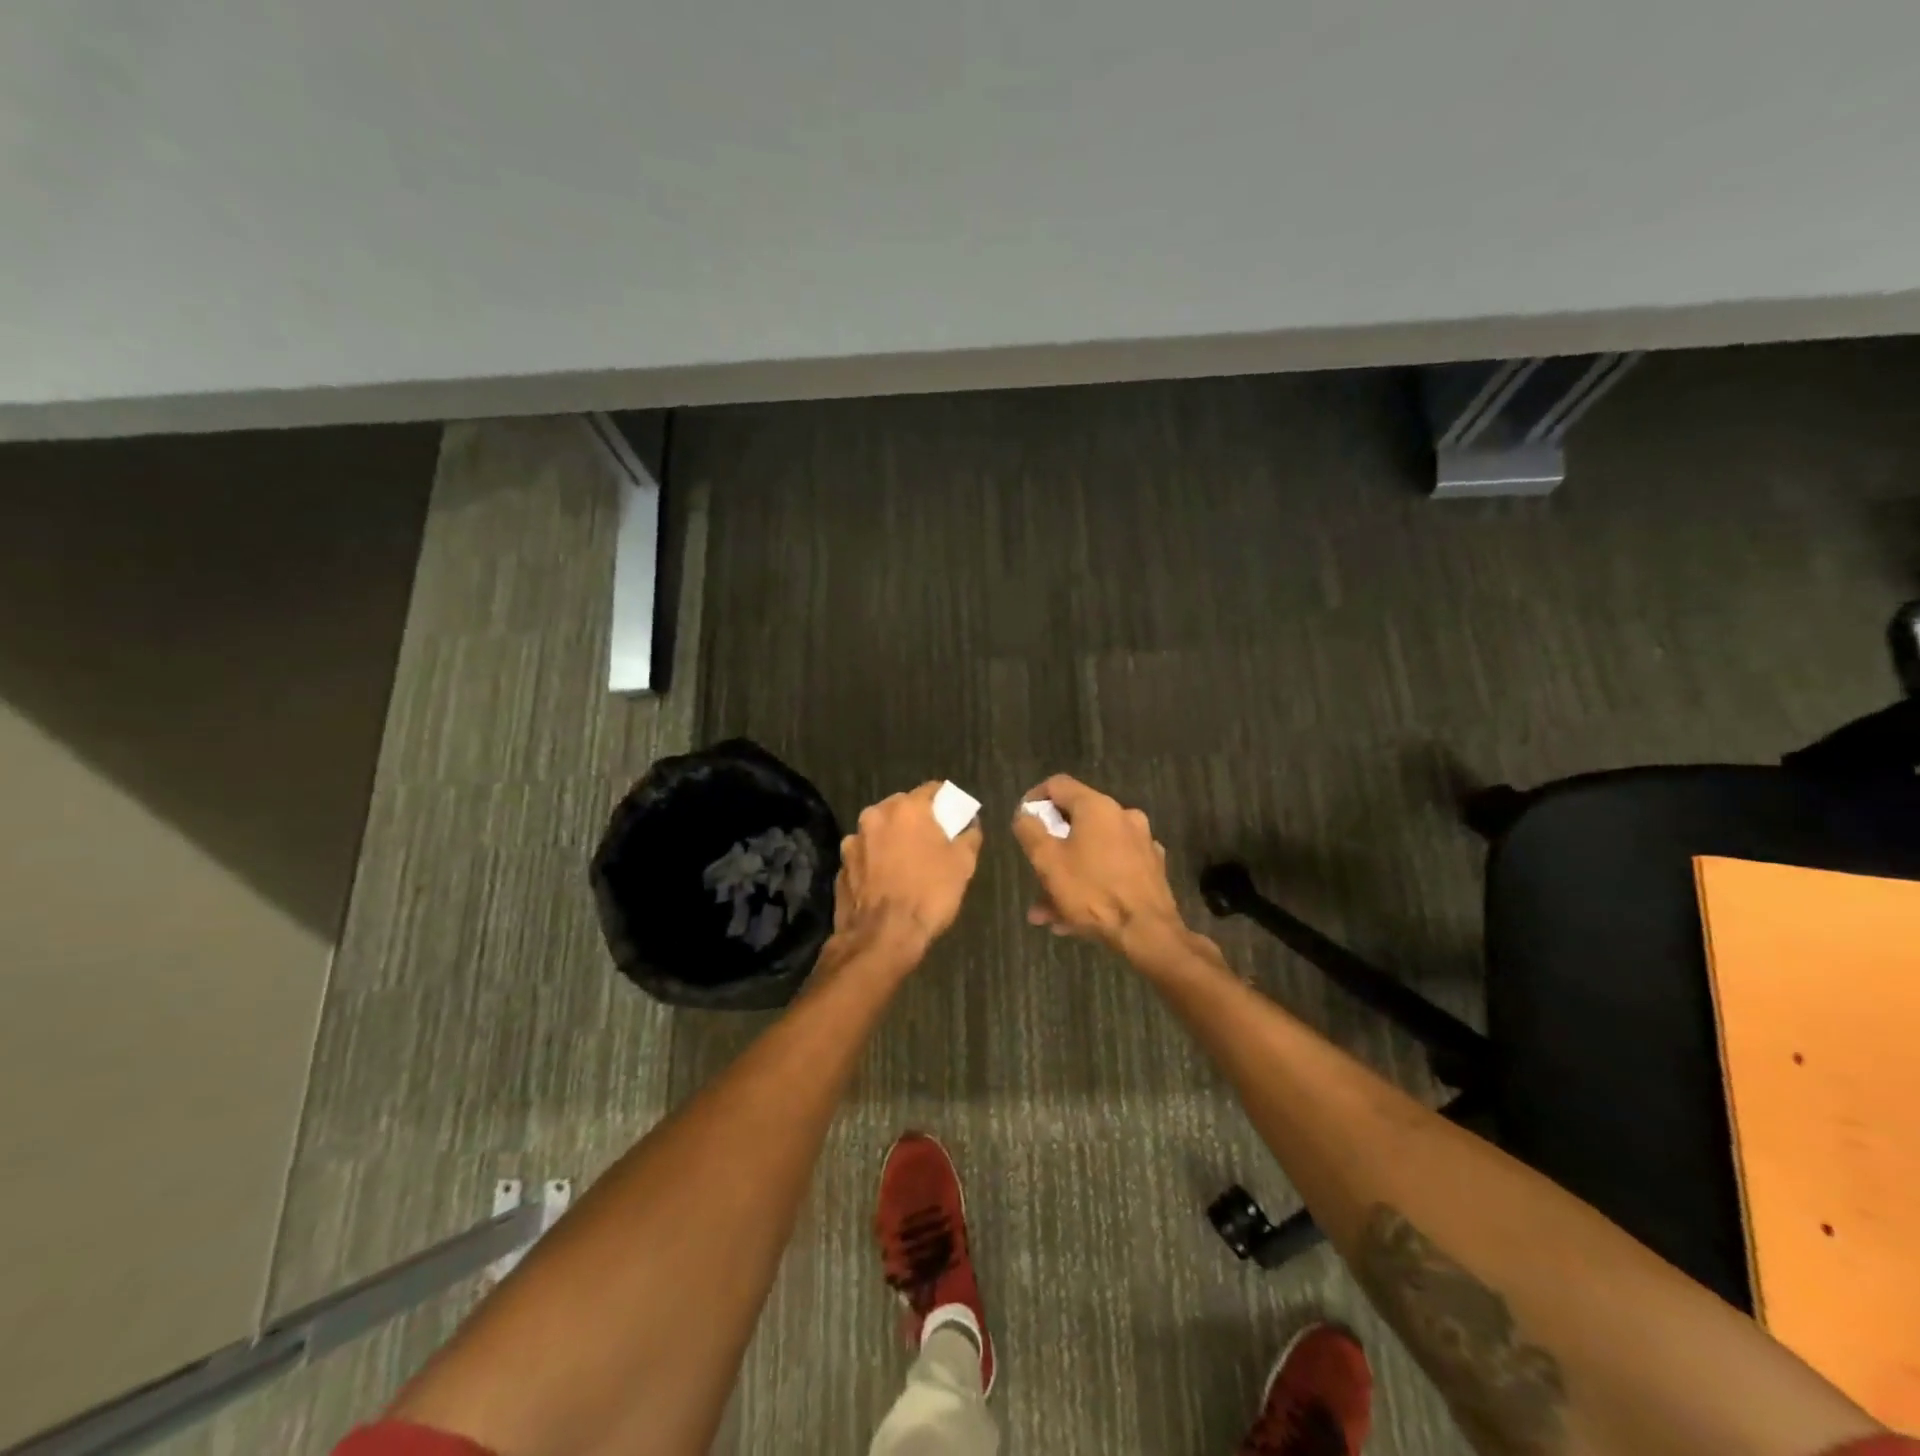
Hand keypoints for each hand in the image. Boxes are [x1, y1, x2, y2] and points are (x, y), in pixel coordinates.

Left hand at [833, 782, 984, 956]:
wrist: (882, 937)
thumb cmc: (928, 894)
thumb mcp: (963, 865)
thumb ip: (969, 836)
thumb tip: (970, 824)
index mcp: (906, 808)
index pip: (931, 790)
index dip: (945, 801)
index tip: (954, 816)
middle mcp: (875, 816)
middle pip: (901, 808)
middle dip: (916, 820)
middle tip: (931, 842)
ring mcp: (852, 841)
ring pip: (879, 832)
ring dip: (892, 841)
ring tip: (906, 865)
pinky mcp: (840, 867)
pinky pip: (865, 856)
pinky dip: (875, 863)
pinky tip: (886, 882)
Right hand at [1010, 775, 1186, 953]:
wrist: (1148, 932)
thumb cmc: (1092, 891)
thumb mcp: (1047, 861)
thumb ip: (1030, 831)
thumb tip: (1025, 814)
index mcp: (1097, 806)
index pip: (1058, 784)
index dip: (1034, 799)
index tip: (1022, 821)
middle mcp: (1123, 816)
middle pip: (1076, 821)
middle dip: (1051, 848)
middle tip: (1034, 872)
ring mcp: (1141, 843)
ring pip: (1092, 851)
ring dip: (1068, 874)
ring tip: (1047, 909)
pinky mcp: (1151, 868)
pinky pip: (1111, 868)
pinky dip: (1091, 883)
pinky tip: (1074, 917)